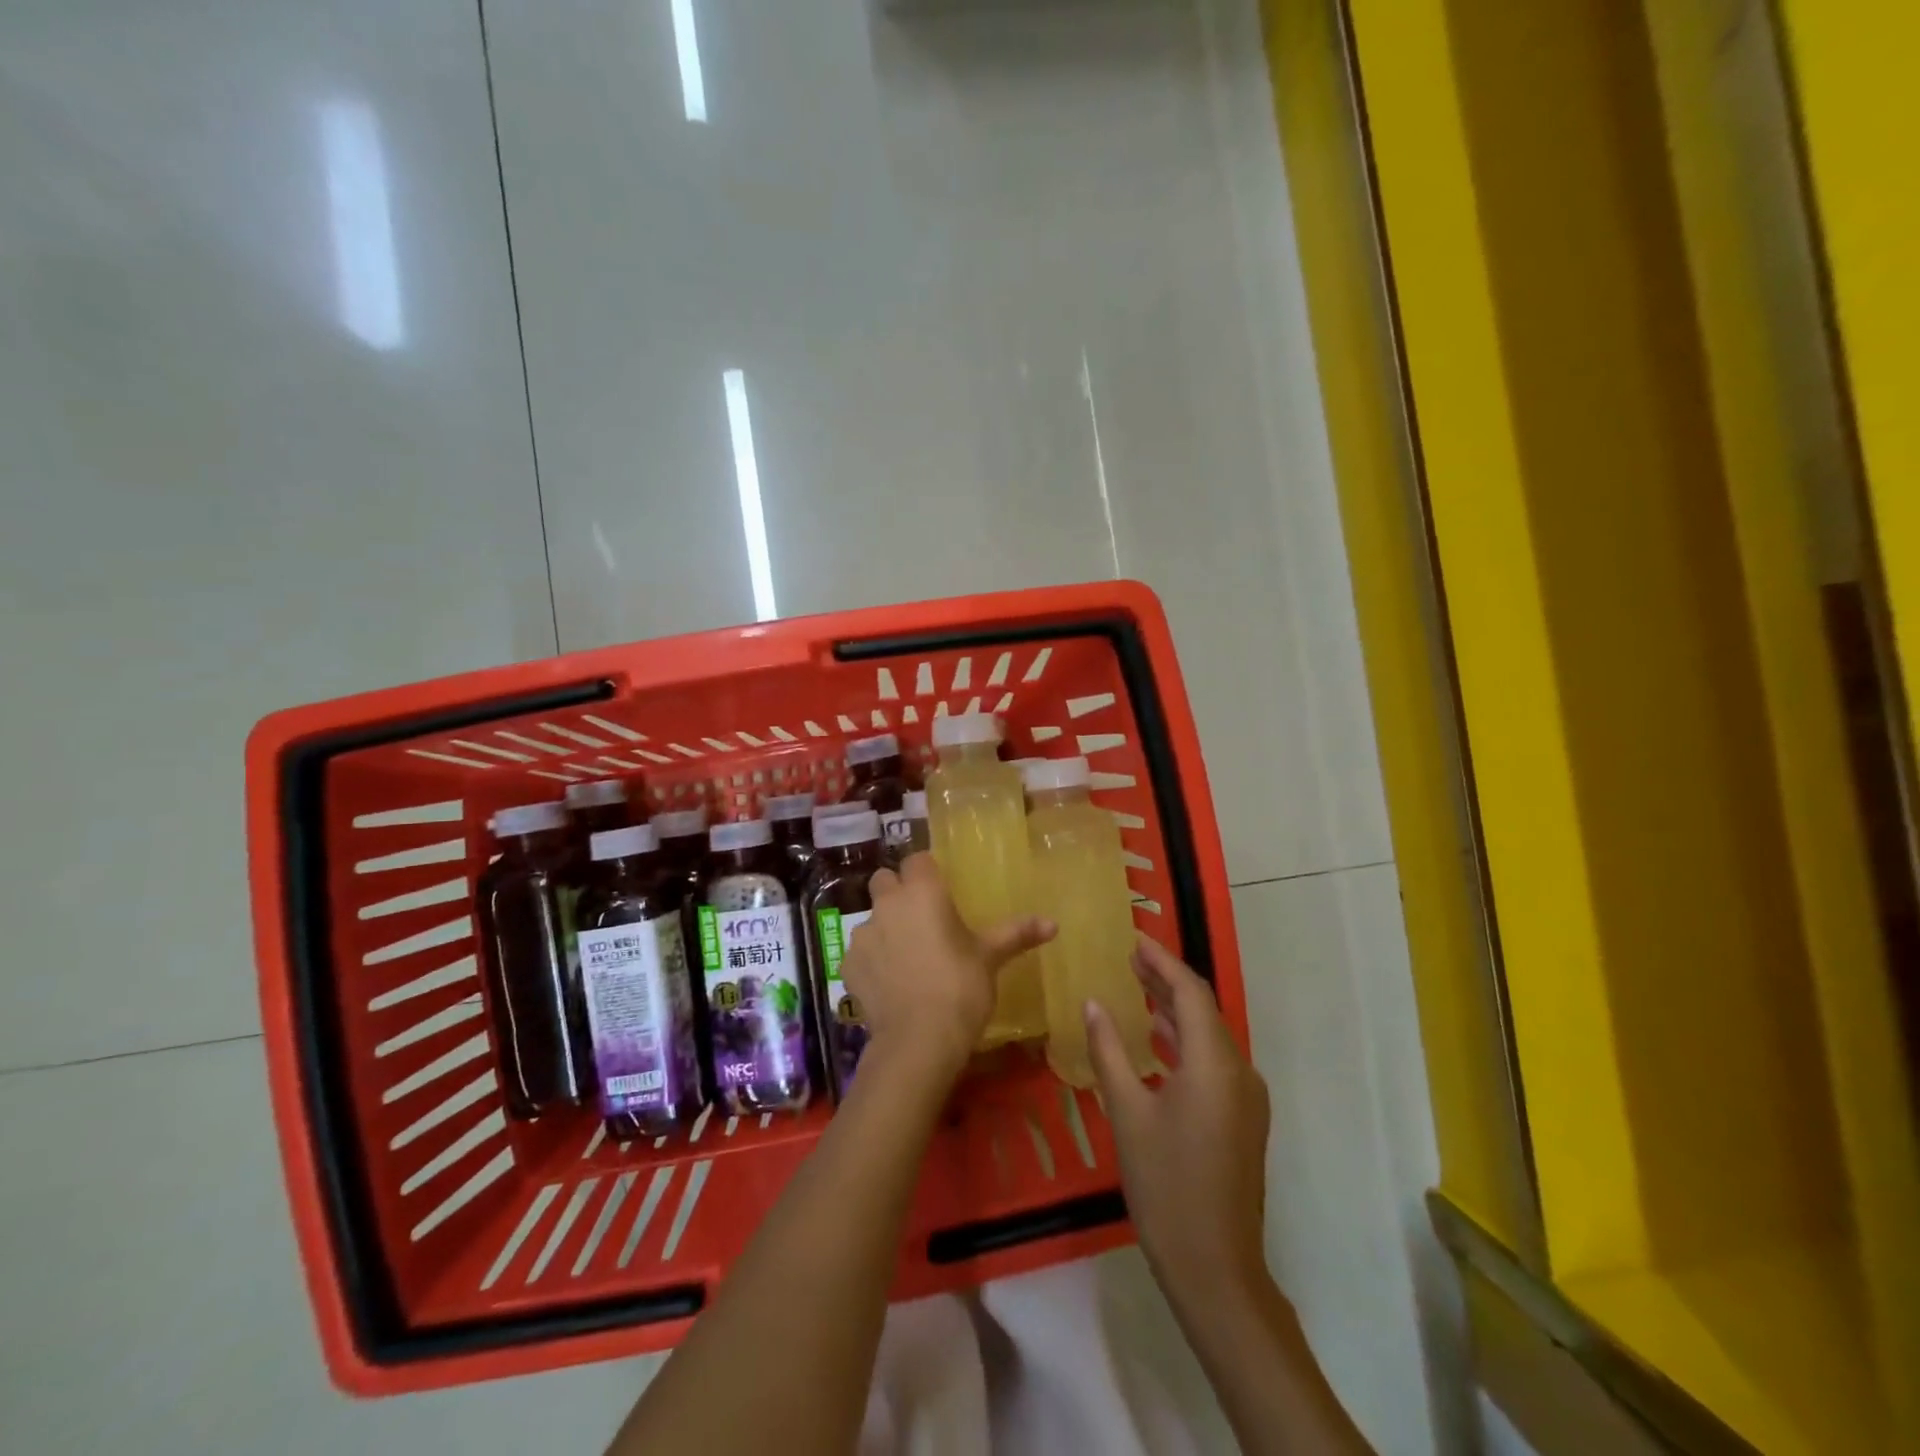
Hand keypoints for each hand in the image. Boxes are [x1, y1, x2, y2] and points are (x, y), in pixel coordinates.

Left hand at [840, 853, 1053, 1082]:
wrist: (918, 1040)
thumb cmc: (960, 988)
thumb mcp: (991, 958)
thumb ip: (1017, 934)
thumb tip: (1053, 924)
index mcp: (923, 891)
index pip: (917, 860)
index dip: (926, 871)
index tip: (940, 891)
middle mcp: (888, 903)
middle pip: (885, 880)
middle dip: (898, 891)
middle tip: (920, 917)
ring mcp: (864, 934)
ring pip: (870, 916)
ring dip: (885, 927)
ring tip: (907, 956)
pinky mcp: (849, 964)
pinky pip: (861, 951)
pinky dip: (872, 960)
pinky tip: (890, 983)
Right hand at [1085, 936, 1270, 1312]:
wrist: (1216, 1267)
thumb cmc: (1165, 1186)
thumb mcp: (1126, 1114)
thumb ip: (1108, 1051)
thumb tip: (1093, 1003)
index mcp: (1214, 1063)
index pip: (1190, 992)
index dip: (1162, 961)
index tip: (1133, 939)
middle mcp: (1239, 1071)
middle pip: (1203, 1009)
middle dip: (1167, 980)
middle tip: (1130, 958)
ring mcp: (1246, 1097)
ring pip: (1210, 1035)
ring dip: (1176, 1009)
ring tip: (1138, 988)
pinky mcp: (1244, 1117)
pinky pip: (1215, 1060)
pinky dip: (1186, 1040)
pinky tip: (1159, 1040)